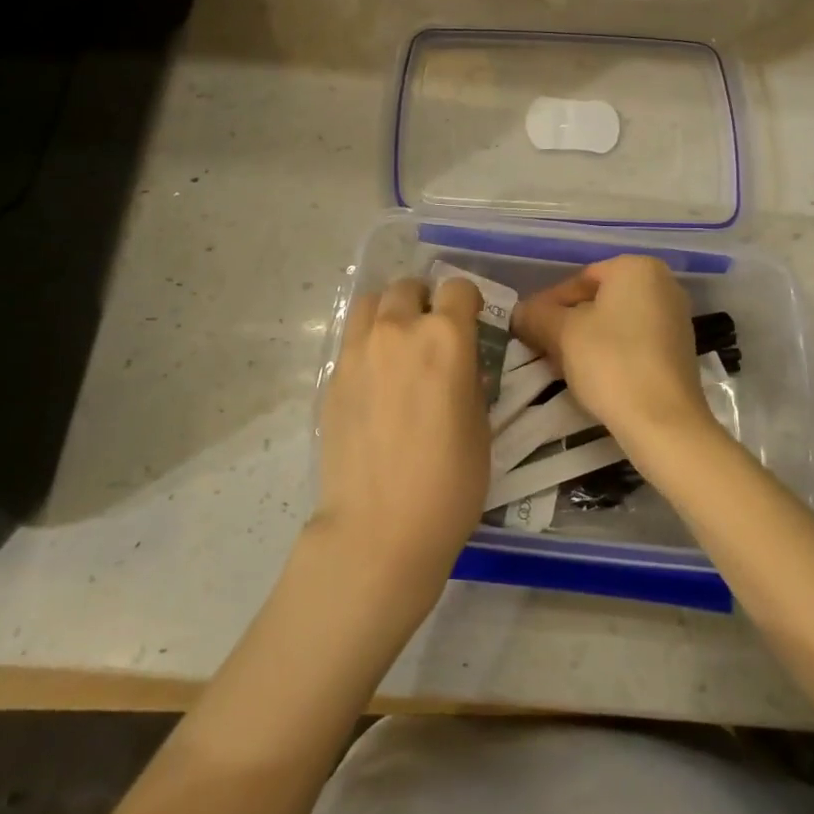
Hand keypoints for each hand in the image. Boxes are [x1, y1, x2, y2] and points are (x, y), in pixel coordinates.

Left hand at [312, 275, 487, 612]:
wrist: (379, 526)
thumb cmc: (449, 482)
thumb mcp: (480, 425)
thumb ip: (469, 380)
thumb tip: (460, 366)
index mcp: (445, 337)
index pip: (457, 288)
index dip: (468, 301)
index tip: (471, 321)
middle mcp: (398, 330)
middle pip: (408, 287)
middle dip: (424, 301)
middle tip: (432, 332)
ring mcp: (358, 350)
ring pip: (371, 302)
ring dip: (389, 311)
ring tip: (397, 342)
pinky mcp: (333, 375)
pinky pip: (351, 338)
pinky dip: (366, 341)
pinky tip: (375, 377)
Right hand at [513, 255, 713, 462]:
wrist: (664, 422)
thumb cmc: (611, 362)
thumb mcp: (562, 333)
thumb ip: (536, 316)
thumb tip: (518, 313)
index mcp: (636, 268)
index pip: (578, 280)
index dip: (546, 305)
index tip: (527, 330)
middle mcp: (662, 284)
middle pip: (597, 301)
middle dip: (566, 324)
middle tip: (540, 349)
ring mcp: (675, 318)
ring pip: (614, 323)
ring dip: (583, 341)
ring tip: (559, 367)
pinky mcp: (679, 351)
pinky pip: (633, 342)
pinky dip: (609, 354)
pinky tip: (590, 377)